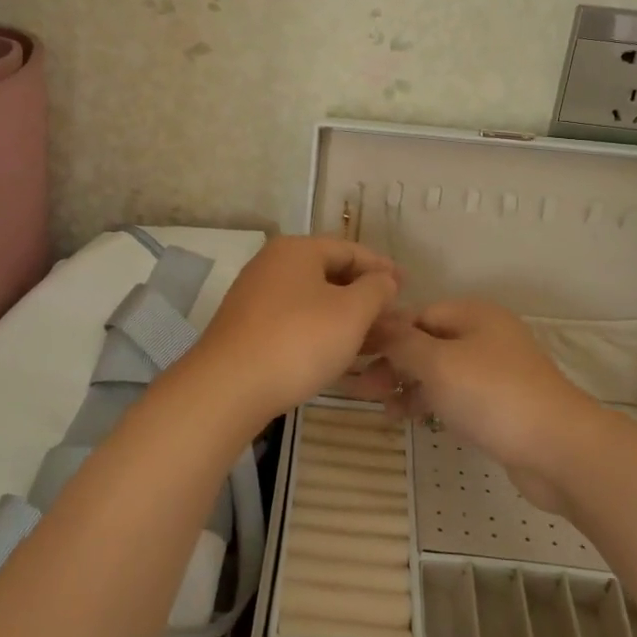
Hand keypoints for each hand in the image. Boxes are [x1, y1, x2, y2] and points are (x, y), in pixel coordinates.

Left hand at [185, 237, 400, 424]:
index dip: (382, 267)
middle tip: (394, 316)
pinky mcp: (248, 328)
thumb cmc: (298, 340)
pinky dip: (322, 331)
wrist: (229, 387)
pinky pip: (295, 320)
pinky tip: (339, 354)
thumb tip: (385, 279)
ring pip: (313, 300)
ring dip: (346, 317)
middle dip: (365, 295)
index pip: (350, 250)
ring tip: (375, 339)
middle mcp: (273, 264)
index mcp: (297, 250)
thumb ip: (376, 290)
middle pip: (330, 273)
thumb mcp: (351, 313)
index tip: (407, 285)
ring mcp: (256, 296)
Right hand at [352, 299, 600, 513]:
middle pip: (426, 342)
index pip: (416, 314)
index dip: (383, 333)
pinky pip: (454, 394)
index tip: (352, 355)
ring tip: (382, 409)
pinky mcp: (499, 403)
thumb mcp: (437, 363)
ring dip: (407, 385)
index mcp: (473, 313)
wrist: (558, 449)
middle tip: (361, 388)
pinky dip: (430, 402)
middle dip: (392, 362)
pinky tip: (408, 419)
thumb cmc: (492, 395)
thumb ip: (401, 342)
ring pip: (438, 370)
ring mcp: (494, 370)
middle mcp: (484, 334)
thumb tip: (374, 322)